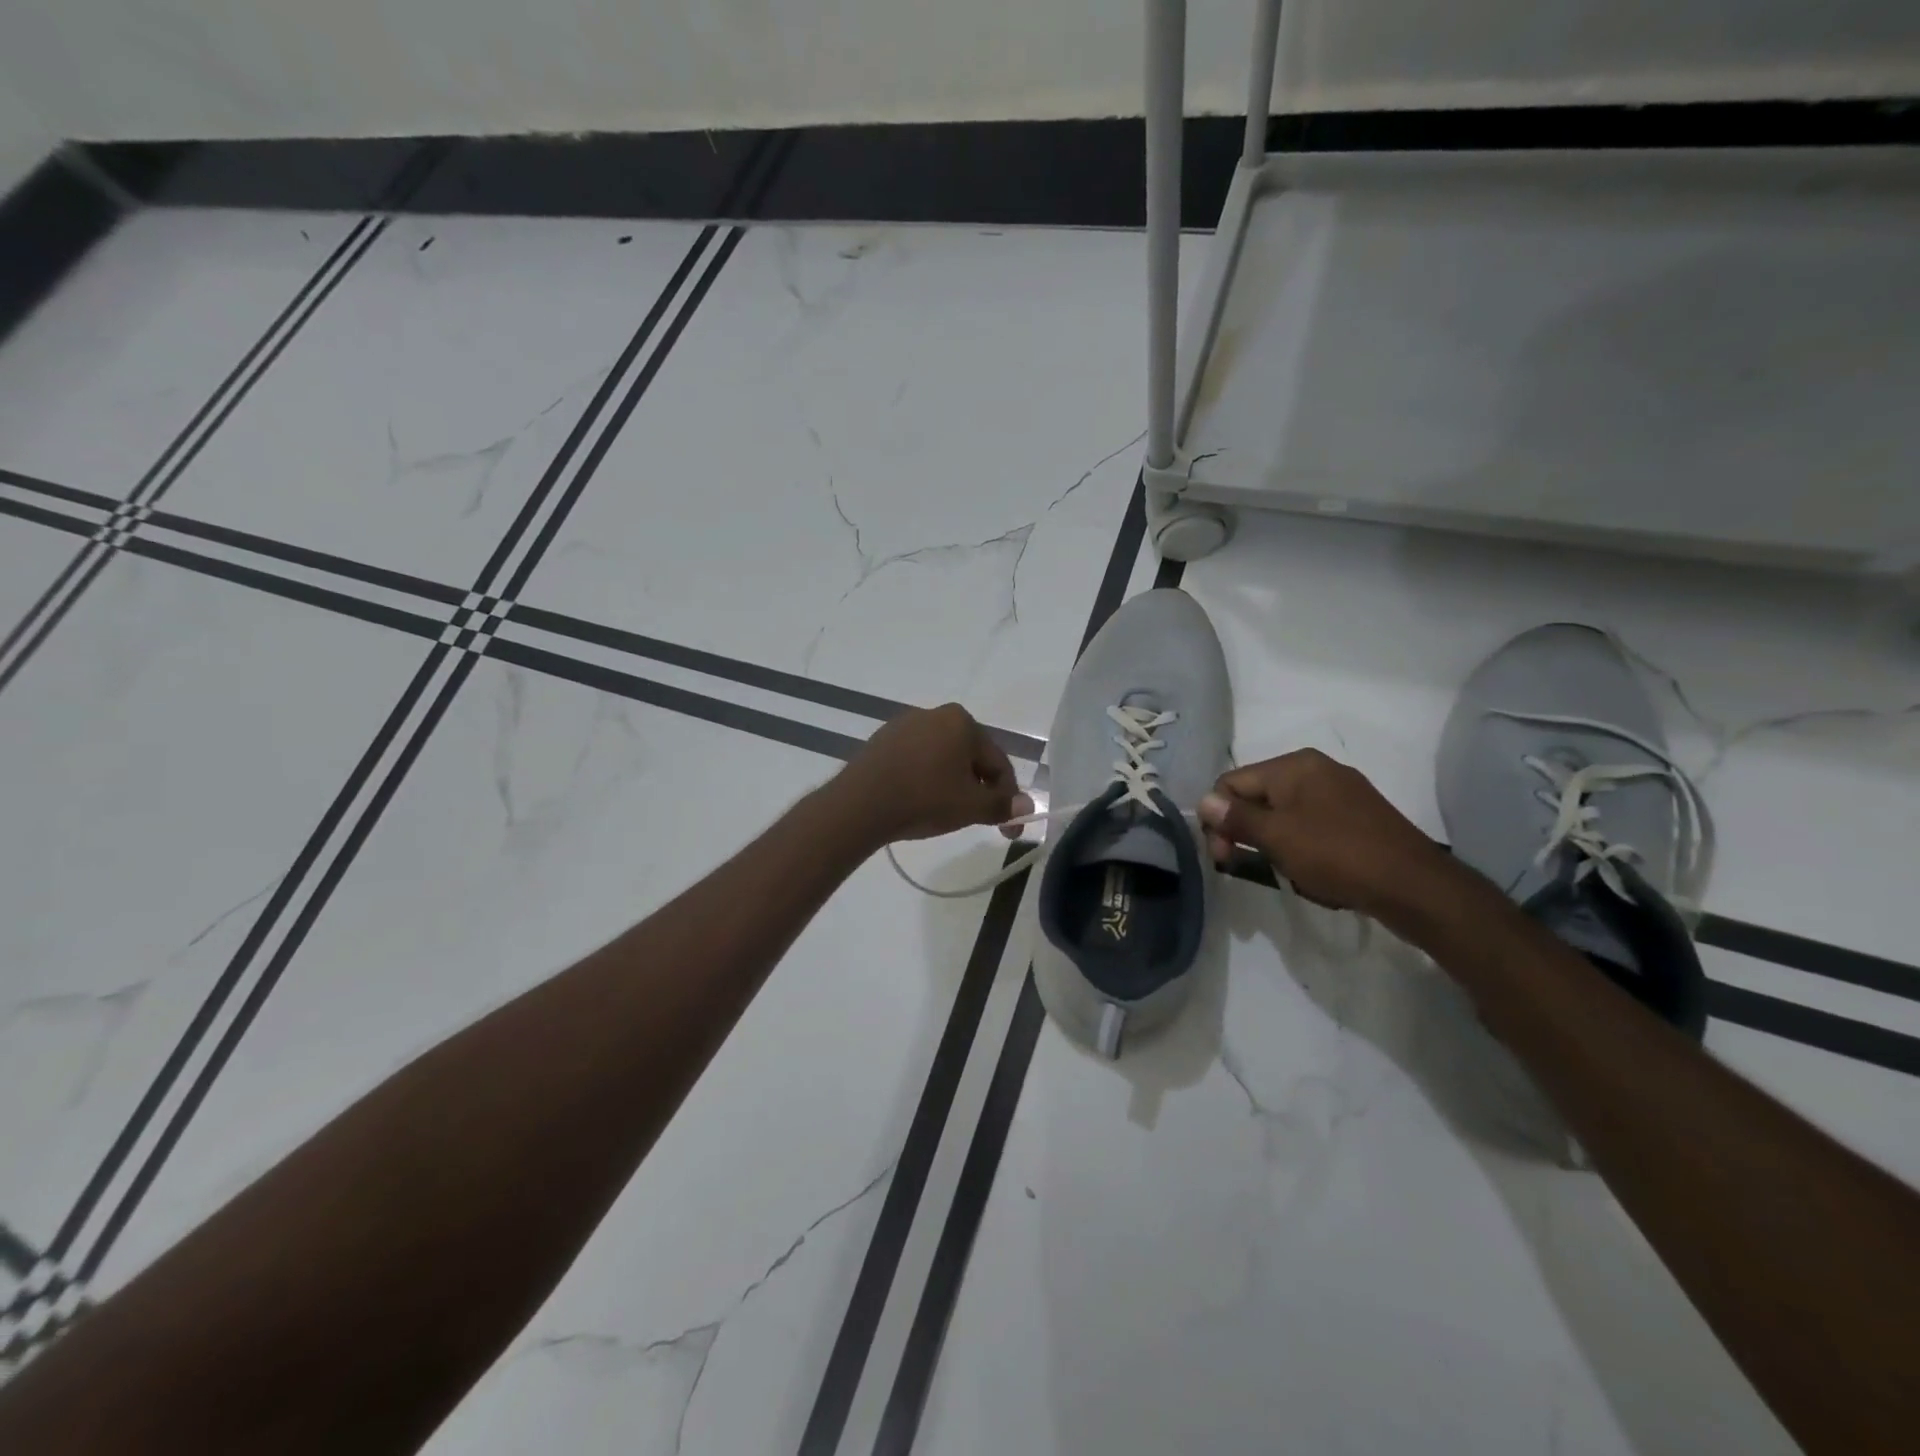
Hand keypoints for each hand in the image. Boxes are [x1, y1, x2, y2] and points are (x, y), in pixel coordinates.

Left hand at [836, 704, 1033, 844]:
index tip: (1009, 827)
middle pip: (970, 757)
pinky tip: (919, 802)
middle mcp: (934, 714)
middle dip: (978, 789)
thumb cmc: (924, 799)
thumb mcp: (970, 807)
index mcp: (962, 722)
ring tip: (947, 814)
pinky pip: (916, 760)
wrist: (860, 805)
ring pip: (942, 759)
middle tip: (978, 820)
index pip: (998, 763)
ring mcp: (904, 725)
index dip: (1007, 798)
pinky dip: (925, 779)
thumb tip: (1027, 805)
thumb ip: (1001, 805)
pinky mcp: (882, 741)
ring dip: (952, 784)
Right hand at [1197, 750, 1449, 917]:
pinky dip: (1300, 846)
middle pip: (1257, 797)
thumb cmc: (1337, 855)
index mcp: (1295, 765)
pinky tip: (1311, 871)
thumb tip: (1202, 801)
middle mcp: (1316, 769)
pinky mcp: (1358, 816)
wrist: (1414, 887)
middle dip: (1244, 832)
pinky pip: (1311, 825)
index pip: (1231, 782)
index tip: (1222, 857)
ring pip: (1283, 814)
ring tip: (1286, 872)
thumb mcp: (1277, 837)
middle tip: (1242, 868)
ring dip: (1273, 843)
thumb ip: (1236, 817)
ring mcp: (1341, 792)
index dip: (1217, 818)